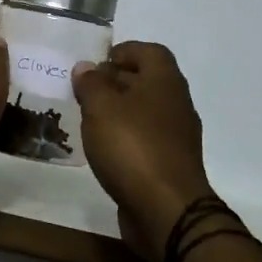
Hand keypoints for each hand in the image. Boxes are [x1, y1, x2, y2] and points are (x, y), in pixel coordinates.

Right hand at [73, 42, 215, 260]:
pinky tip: (104, 150)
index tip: (96, 63)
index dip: (123, 51)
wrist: (167, 210)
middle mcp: (176, 103)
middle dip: (115, 82)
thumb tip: (86, 67)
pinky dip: (125, 138)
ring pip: (145, 112)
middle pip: (146, 81)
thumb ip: (91, 83)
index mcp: (165, 81)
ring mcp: (177, 137)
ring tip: (88, 120)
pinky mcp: (170, 165)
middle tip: (84, 92)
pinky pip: (145, 140)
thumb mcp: (101, 107)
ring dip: (119, 112)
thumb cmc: (132, 147)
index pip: (149, 51)